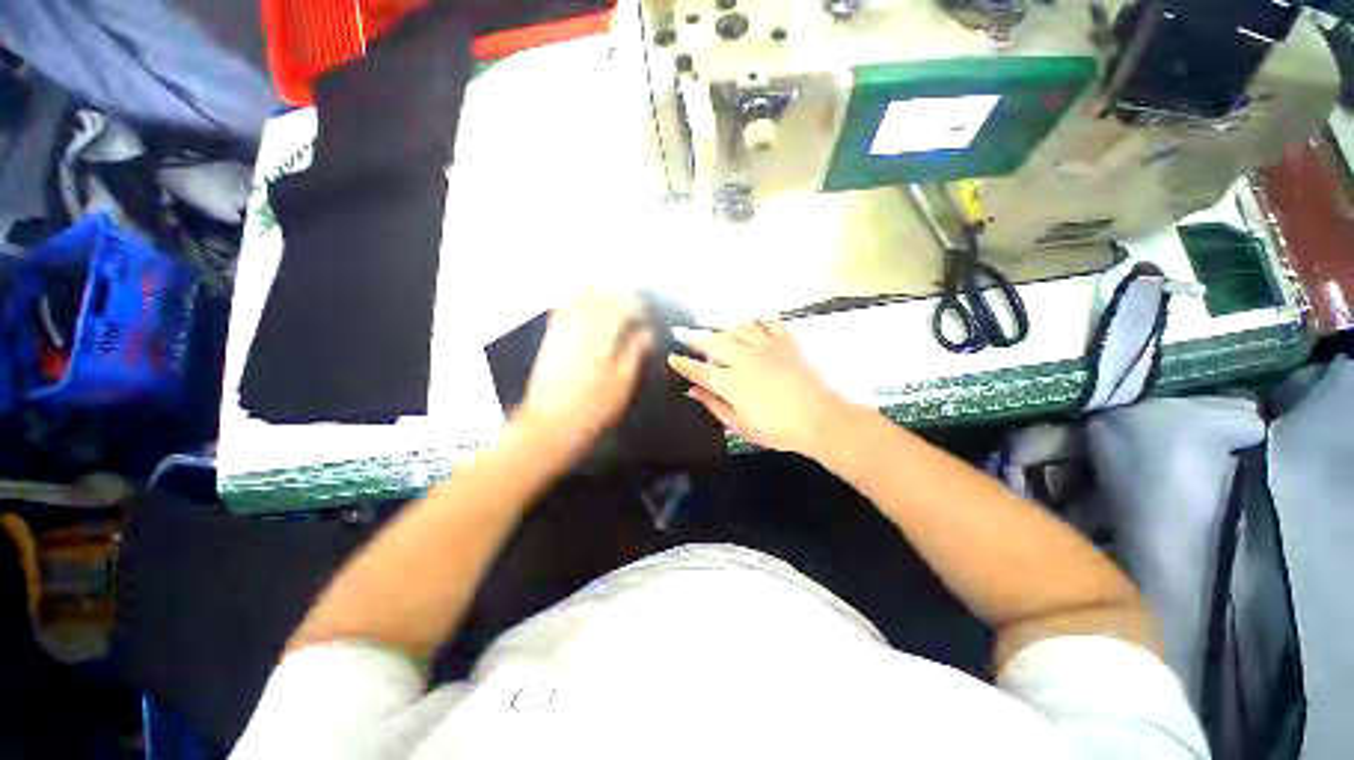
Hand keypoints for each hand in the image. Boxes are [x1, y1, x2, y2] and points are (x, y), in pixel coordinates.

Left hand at [515, 290, 652, 459]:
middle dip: (616, 294)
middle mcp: (580, 330)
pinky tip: (578, 297)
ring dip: (595, 291)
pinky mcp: (549, 340)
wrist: (551, 424)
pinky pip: (560, 309)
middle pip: (600, 299)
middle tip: (629, 297)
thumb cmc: (592, 409)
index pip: (620, 310)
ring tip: (608, 290)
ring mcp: (562, 333)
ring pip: (579, 299)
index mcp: (602, 340)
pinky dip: (571, 298)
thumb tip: (646, 333)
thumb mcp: (622, 384)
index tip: (643, 310)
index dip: (634, 306)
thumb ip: (634, 353)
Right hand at [668, 318, 850, 454]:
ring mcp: (765, 347)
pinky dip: (759, 317)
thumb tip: (693, 391)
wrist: (819, 419)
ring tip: (712, 324)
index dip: (683, 364)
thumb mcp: (740, 425)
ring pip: (737, 328)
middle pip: (713, 343)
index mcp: (730, 383)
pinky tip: (753, 317)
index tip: (672, 357)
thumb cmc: (776, 429)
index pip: (699, 370)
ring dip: (721, 325)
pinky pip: (769, 322)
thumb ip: (714, 405)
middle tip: (683, 333)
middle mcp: (743, 359)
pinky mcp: (785, 342)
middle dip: (694, 338)